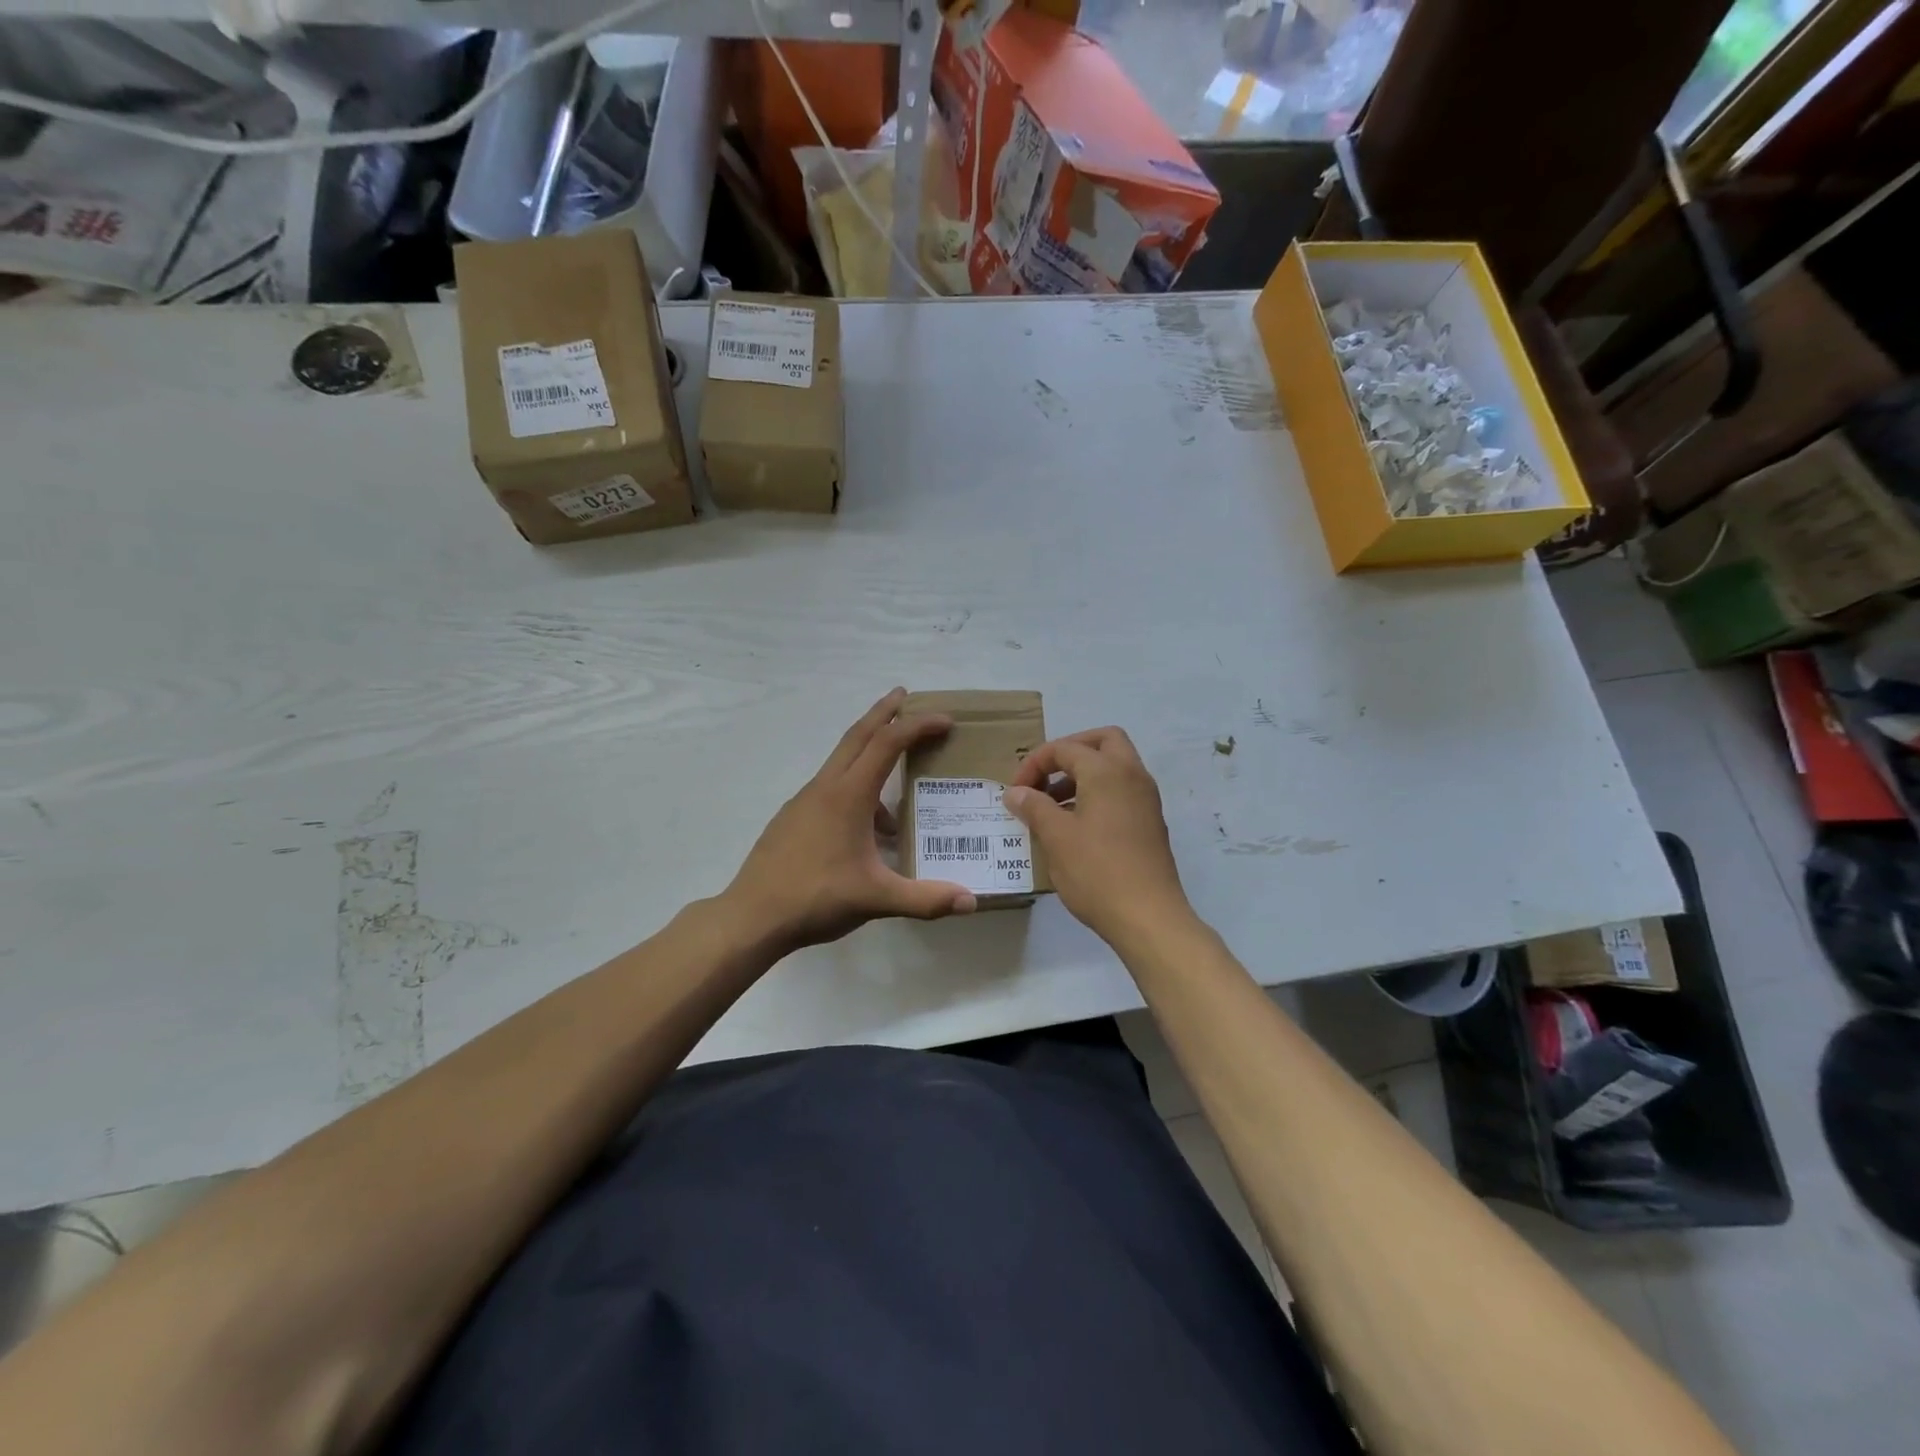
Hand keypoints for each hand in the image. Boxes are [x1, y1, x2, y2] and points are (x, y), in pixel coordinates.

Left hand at [723, 688, 977, 952]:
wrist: (752, 917)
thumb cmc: (816, 898)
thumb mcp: (876, 899)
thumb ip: (925, 899)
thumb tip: (972, 903)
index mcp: (848, 795)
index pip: (888, 744)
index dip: (918, 726)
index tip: (945, 720)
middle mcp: (825, 788)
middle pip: (857, 736)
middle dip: (883, 713)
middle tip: (905, 695)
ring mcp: (804, 802)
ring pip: (841, 762)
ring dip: (869, 755)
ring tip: (896, 791)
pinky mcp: (792, 819)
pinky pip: (830, 789)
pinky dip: (854, 789)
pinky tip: (865, 832)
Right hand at [1005, 727, 1192, 947]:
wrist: (1149, 917)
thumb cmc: (1097, 871)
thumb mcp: (1056, 837)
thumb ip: (1034, 807)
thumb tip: (1016, 792)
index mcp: (1107, 771)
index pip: (1065, 749)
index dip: (1034, 764)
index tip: (1015, 791)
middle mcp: (1132, 775)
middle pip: (1102, 741)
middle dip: (1070, 752)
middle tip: (1046, 776)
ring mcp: (1146, 799)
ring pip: (1114, 766)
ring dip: (1083, 774)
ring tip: (1053, 805)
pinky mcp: (1150, 822)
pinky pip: (1122, 790)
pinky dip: (1098, 793)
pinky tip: (1076, 825)